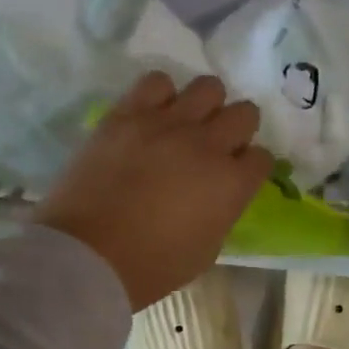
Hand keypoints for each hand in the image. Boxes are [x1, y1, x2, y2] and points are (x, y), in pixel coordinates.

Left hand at [36, 72, 273, 309]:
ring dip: (204, 106)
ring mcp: (167, 124)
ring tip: (185, 125)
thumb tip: (218, 194)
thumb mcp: (205, 251)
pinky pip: (157, 81)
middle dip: (237, 130)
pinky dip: (160, 95)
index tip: (235, 176)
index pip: (262, 158)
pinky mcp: (127, 114)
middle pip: (244, 113)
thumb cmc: (150, 267)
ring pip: (207, 87)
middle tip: (215, 147)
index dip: (250, 167)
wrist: (86, 256)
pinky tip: (152, 116)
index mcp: (231, 184)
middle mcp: (207, 145)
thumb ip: (221, 213)